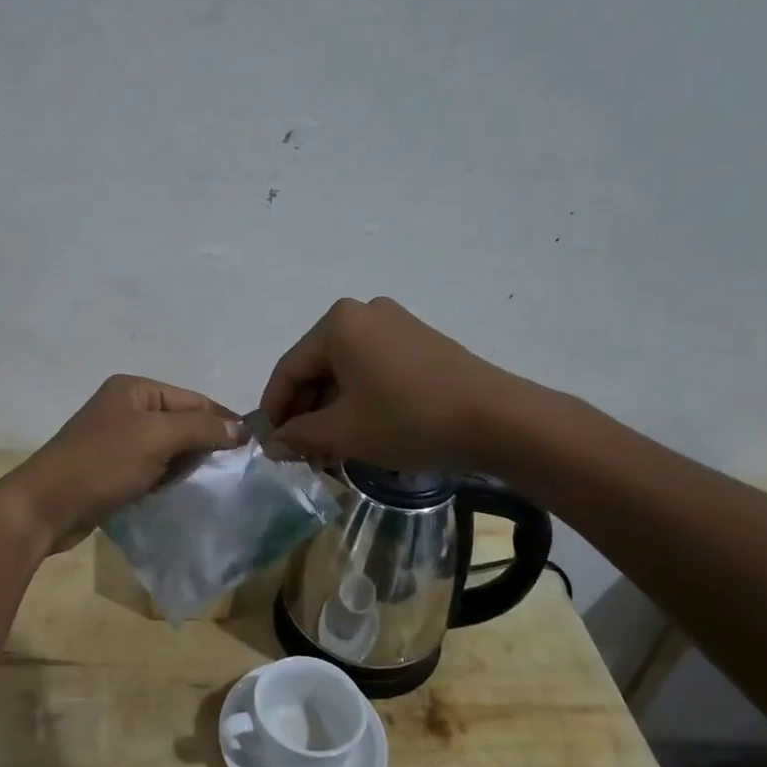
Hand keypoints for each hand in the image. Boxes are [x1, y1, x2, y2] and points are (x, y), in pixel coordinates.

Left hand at [0, 375, 244, 554]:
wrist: (44, 508)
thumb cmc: (101, 464)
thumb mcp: (156, 438)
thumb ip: (201, 428)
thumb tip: (242, 427)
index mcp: (134, 390)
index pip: (193, 399)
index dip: (223, 421)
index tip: (252, 448)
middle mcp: (126, 408)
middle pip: (182, 421)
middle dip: (206, 444)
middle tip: (232, 472)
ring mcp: (117, 439)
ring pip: (168, 447)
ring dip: (187, 464)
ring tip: (210, 485)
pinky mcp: (112, 468)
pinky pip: (152, 467)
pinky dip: (167, 477)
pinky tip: (179, 492)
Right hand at [259, 297, 528, 469]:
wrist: (497, 419)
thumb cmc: (408, 419)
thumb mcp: (344, 432)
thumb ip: (300, 435)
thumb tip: (273, 444)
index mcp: (338, 324)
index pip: (289, 369)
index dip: (275, 410)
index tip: (269, 444)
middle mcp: (364, 313)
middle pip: (318, 368)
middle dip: (307, 414)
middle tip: (302, 454)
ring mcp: (396, 325)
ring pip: (346, 372)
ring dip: (333, 412)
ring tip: (331, 452)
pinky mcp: (421, 343)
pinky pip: (374, 370)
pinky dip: (360, 401)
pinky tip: (361, 433)